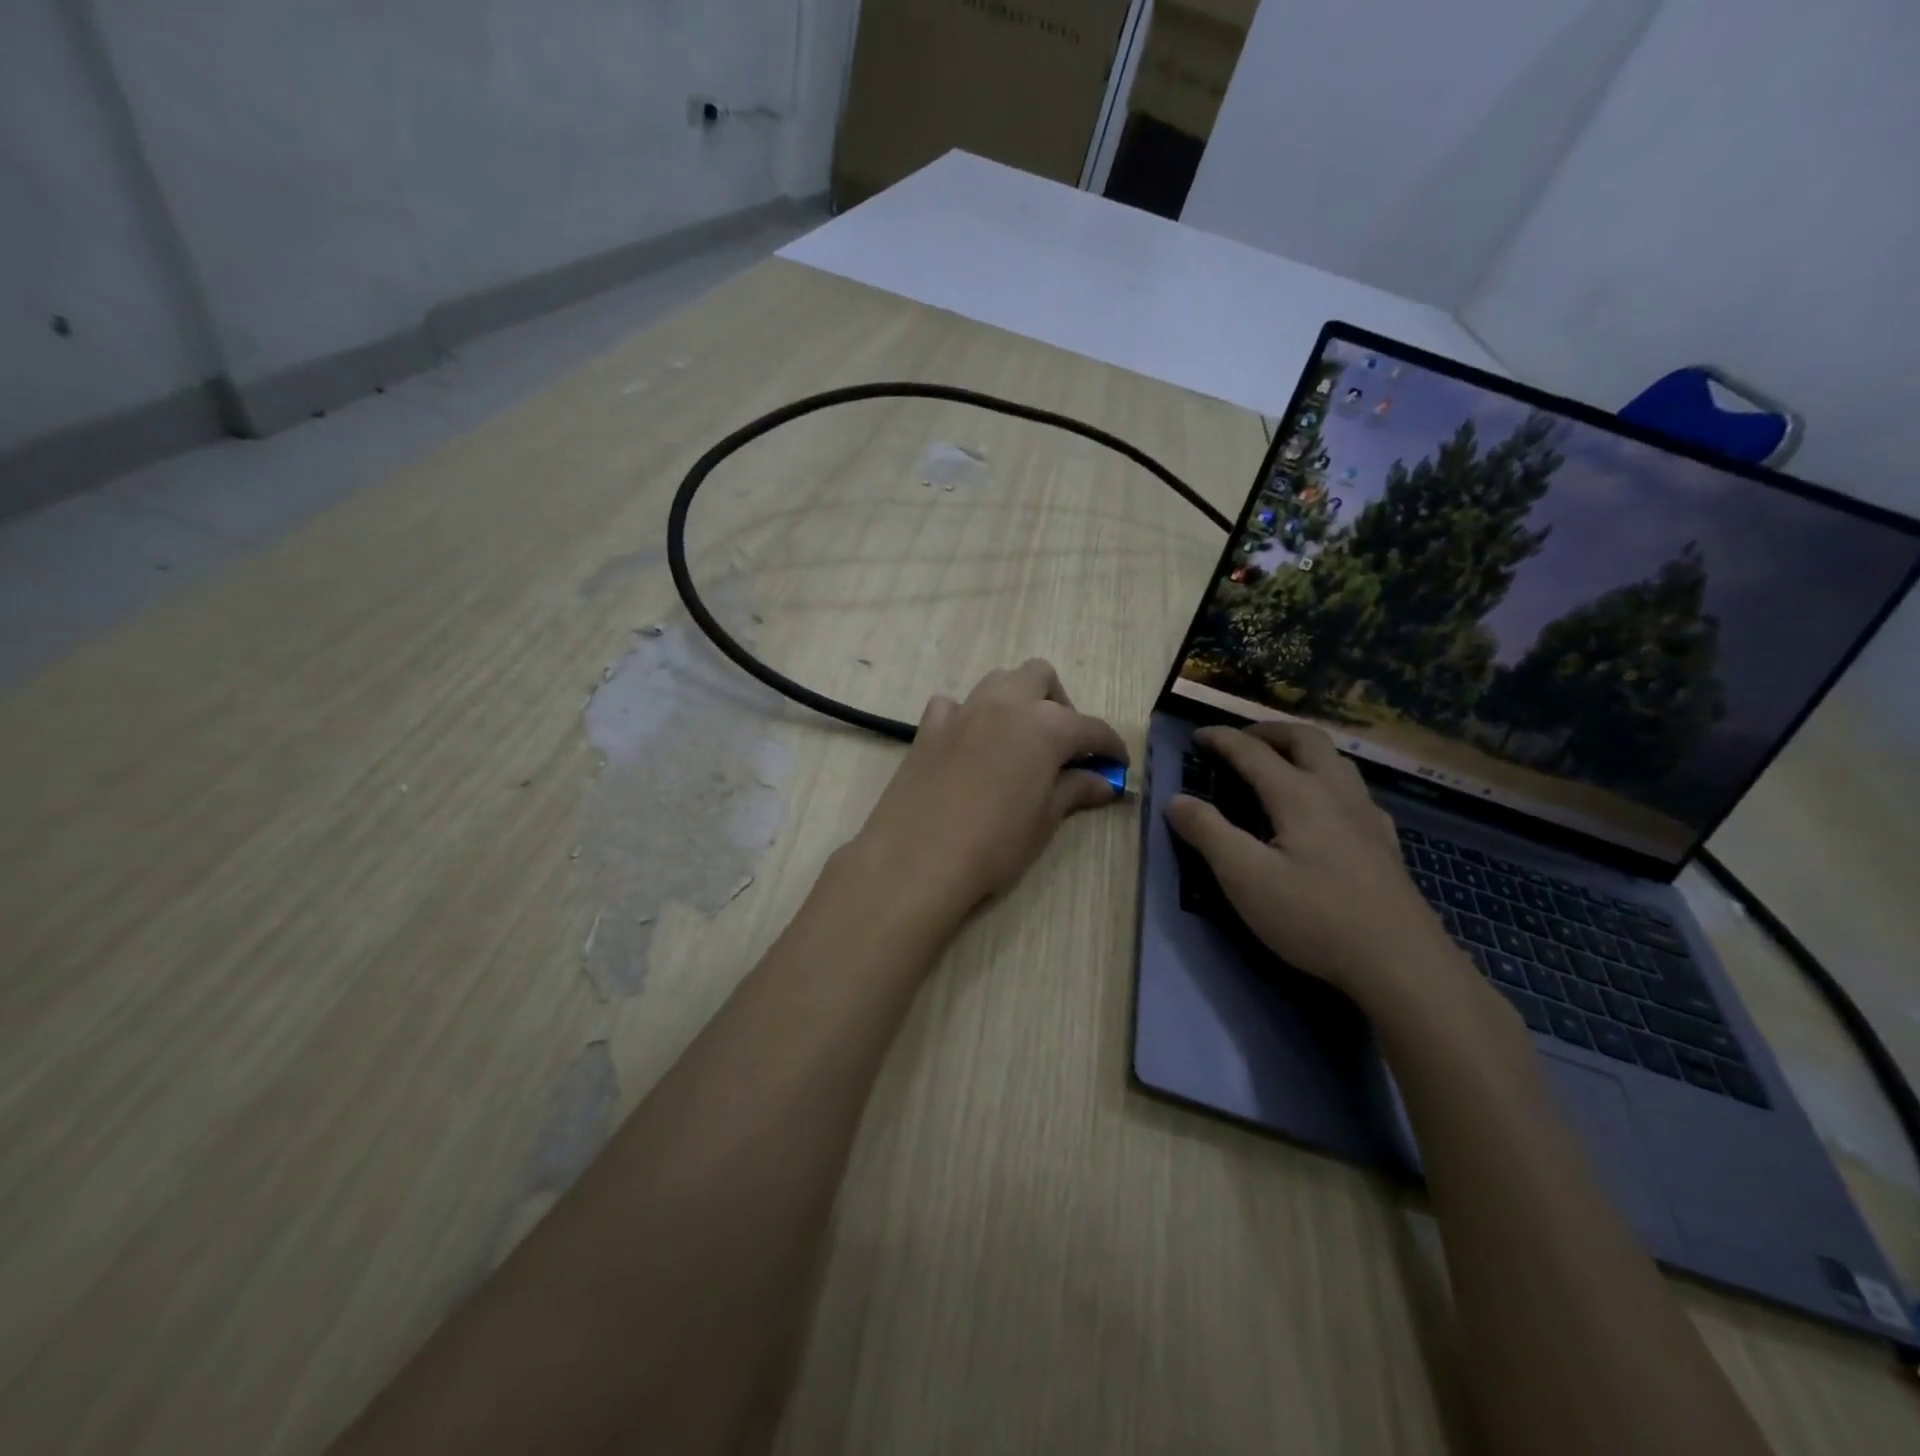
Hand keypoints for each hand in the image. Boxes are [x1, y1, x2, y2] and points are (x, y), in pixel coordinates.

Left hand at [852, 660, 1128, 922]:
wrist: (916, 858)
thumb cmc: (994, 844)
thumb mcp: (1045, 820)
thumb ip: (1076, 790)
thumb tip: (1105, 782)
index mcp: (1045, 725)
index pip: (1091, 727)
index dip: (1110, 746)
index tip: (1118, 764)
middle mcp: (1005, 704)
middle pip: (1041, 677)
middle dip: (1060, 704)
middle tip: (1063, 746)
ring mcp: (962, 711)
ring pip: (998, 681)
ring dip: (1016, 700)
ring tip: (1019, 740)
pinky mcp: (928, 727)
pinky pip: (954, 705)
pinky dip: (968, 716)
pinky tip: (970, 745)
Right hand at [1165, 722, 1463, 1006]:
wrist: (1401, 963)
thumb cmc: (1314, 917)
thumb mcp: (1245, 877)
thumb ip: (1208, 833)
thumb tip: (1176, 800)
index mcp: (1298, 794)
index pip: (1253, 752)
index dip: (1222, 740)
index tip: (1197, 736)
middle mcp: (1336, 793)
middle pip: (1305, 739)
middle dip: (1269, 731)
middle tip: (1242, 740)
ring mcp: (1367, 816)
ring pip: (1336, 760)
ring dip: (1302, 749)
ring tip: (1280, 763)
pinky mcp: (1385, 843)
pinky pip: (1355, 791)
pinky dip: (1329, 780)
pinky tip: (1327, 808)